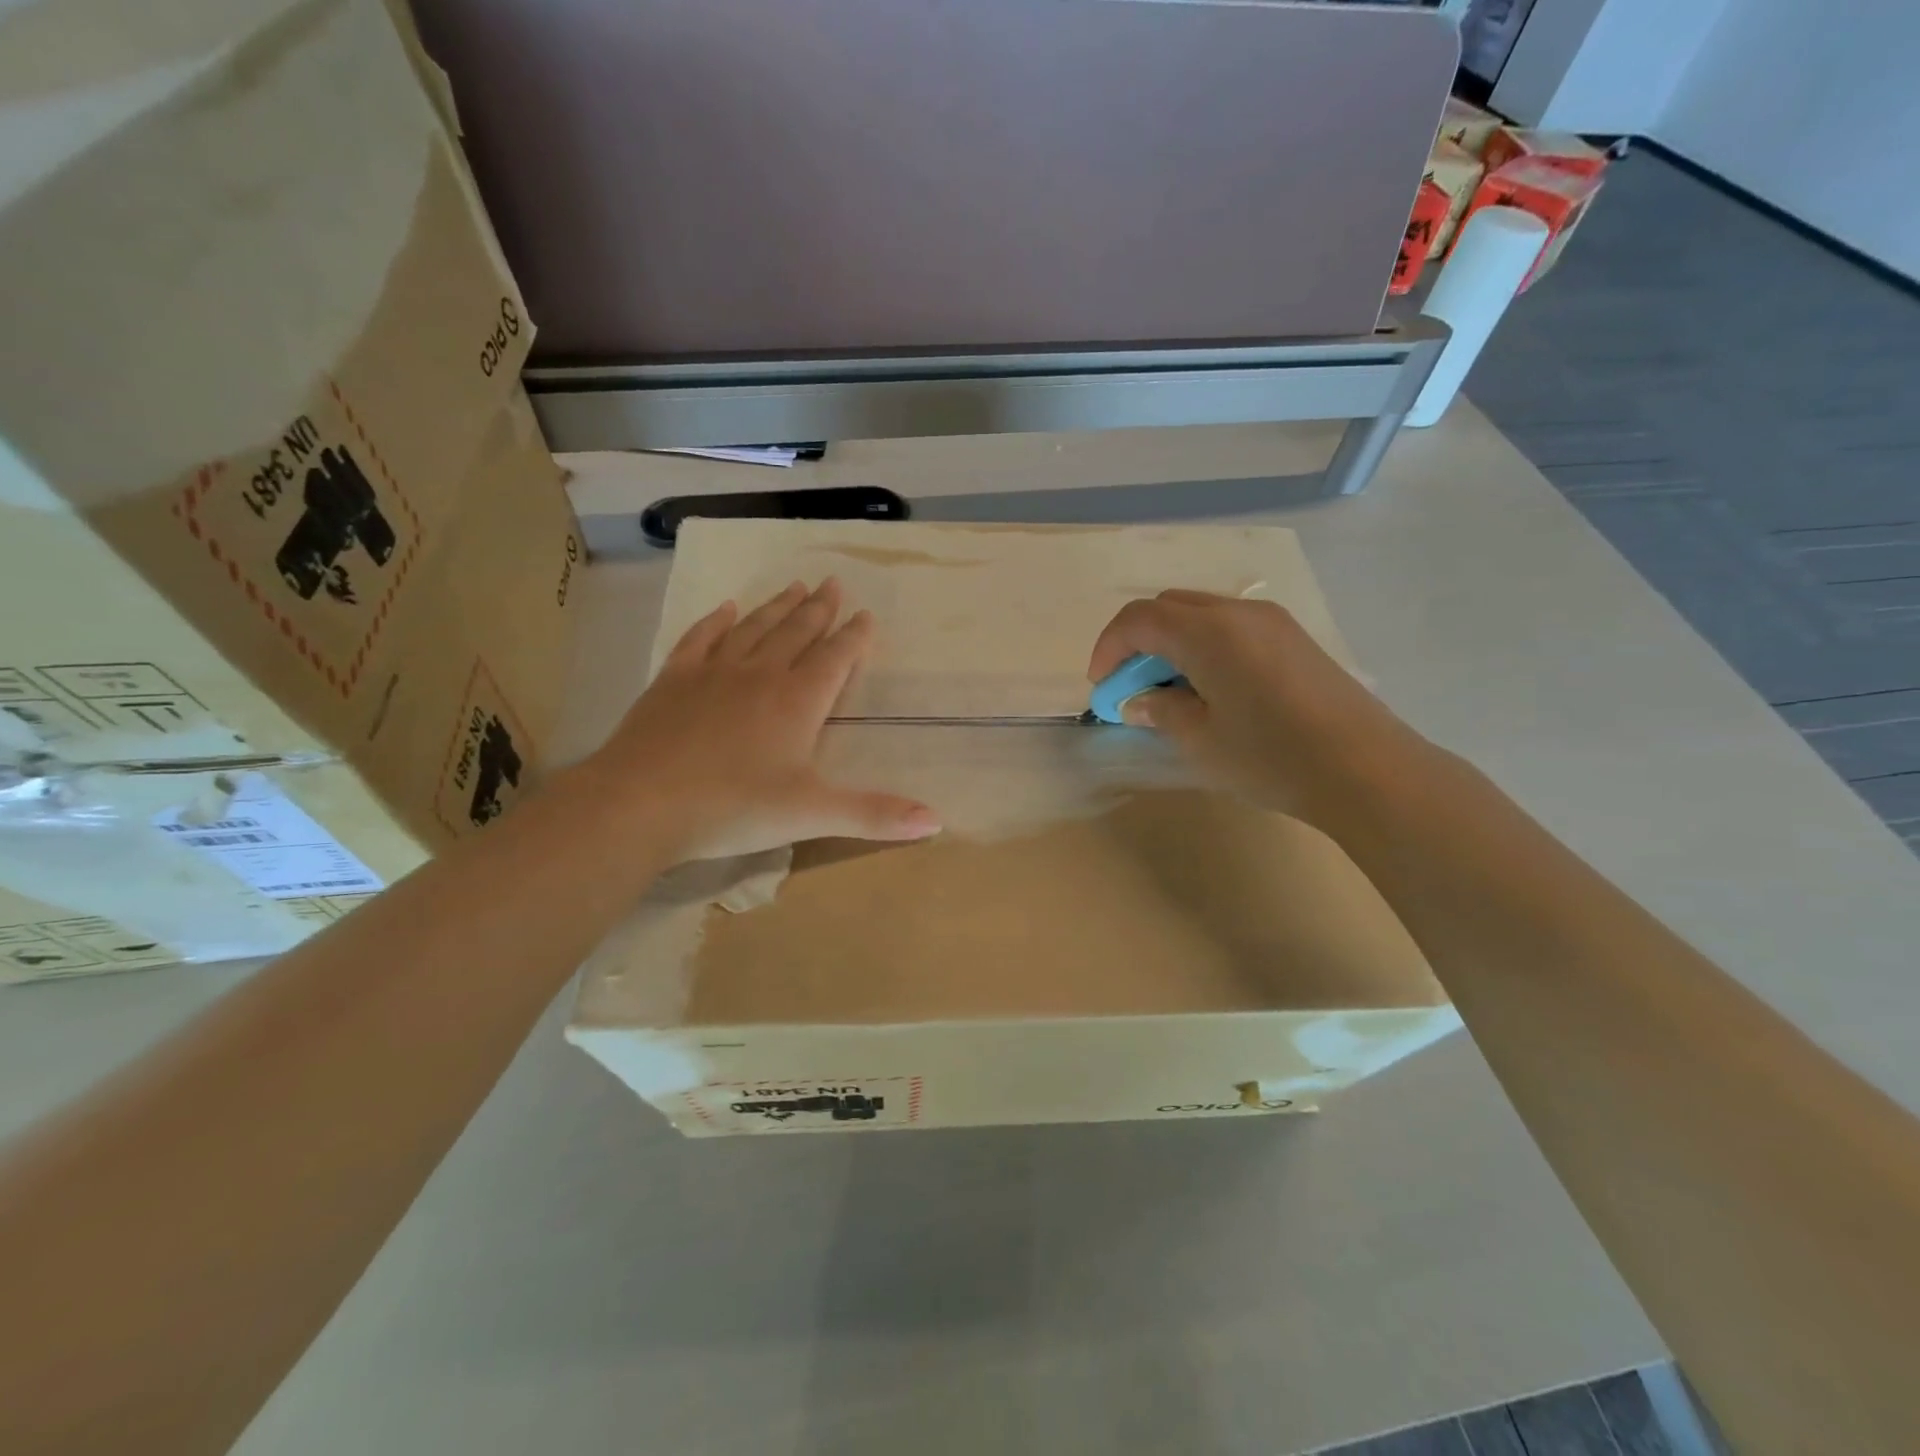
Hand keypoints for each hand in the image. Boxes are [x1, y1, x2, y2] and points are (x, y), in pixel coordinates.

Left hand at [577, 579, 940, 861]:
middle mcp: (760, 675)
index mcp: (797, 702)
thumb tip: (937, 820)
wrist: (640, 803)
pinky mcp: (673, 681)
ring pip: (754, 628)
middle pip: (796, 633)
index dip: (854, 637)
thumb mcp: (811, 815)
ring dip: (777, 607)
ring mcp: (713, 673)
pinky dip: (717, 621)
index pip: (834, 659)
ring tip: (795, 585)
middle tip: (833, 583)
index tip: (866, 614)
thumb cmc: (733, 807)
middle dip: (819, 610)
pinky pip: (701, 639)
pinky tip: (727, 608)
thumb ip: (875, 814)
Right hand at [1087, 590, 1429, 823]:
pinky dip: (1203, 646)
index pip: (1139, 619)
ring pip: (1201, 614)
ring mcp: (1272, 621)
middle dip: (1138, 642)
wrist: (1368, 769)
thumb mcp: (1200, 740)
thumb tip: (1140, 701)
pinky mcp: (1294, 638)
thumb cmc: (1271, 756)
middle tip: (1131, 688)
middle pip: (1168, 607)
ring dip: (1171, 643)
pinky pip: (1231, 627)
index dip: (1109, 648)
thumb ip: (1160, 710)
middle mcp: (1238, 612)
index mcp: (1208, 631)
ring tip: (1169, 691)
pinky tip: (1210, 689)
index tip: (1102, 687)